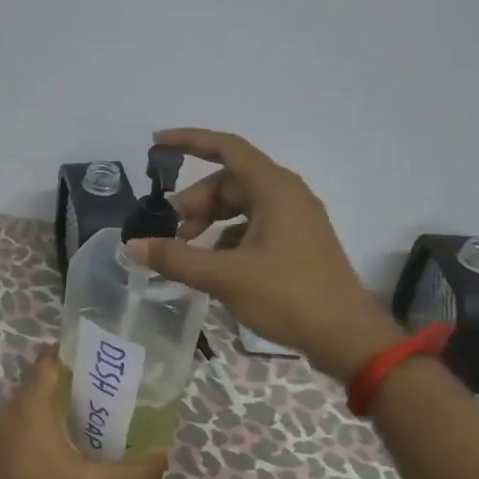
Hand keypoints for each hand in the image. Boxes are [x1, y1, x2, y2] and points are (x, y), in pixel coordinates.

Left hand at [0, 351, 167, 478]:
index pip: (46, 362)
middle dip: (62, 382)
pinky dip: (29, 428)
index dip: (67, 353)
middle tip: (94, 388)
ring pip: (22, 406)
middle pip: (35, 384)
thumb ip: (136, 470)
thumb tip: (165, 455)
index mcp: (31, 406)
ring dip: (45, 406)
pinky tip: (52, 444)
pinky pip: (11, 427)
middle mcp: (6, 411)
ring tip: (77, 414)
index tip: (90, 355)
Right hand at [125, 128, 402, 381]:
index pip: (226, 148)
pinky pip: (253, 227)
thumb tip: (133, 246)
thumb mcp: (225, 276)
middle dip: (194, 201)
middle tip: (168, 229)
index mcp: (274, 189)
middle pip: (229, 182)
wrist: (346, 337)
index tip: (156, 144)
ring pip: (240, 206)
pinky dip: (227, 238)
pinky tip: (212, 266)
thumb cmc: (288, 296)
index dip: (189, 141)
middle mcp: (286, 195)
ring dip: (209, 221)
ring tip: (186, 249)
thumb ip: (176, 258)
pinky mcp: (297, 244)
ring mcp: (294, 220)